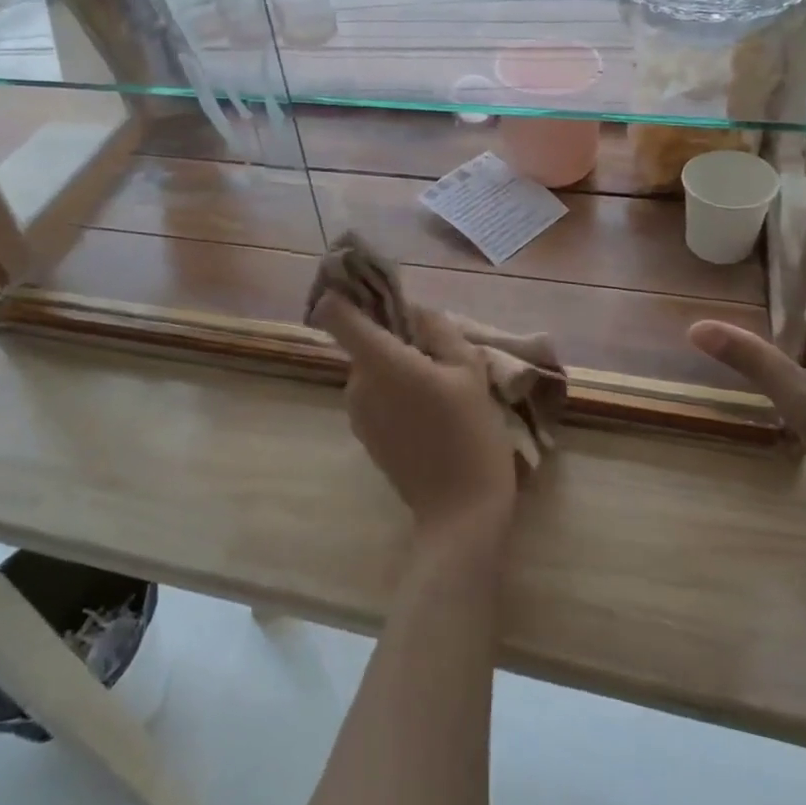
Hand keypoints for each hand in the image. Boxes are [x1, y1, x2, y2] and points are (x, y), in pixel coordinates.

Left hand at [311, 293, 518, 538]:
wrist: (460, 514)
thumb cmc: (469, 433)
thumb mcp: (469, 371)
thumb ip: (440, 331)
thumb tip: (418, 312)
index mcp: (379, 361)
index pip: (336, 314)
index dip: (345, 295)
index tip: (369, 290)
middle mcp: (357, 383)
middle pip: (364, 342)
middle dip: (394, 338)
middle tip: (437, 352)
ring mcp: (357, 413)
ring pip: (372, 370)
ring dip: (397, 367)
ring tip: (441, 386)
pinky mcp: (365, 437)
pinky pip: (375, 396)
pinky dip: (395, 393)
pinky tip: (431, 413)